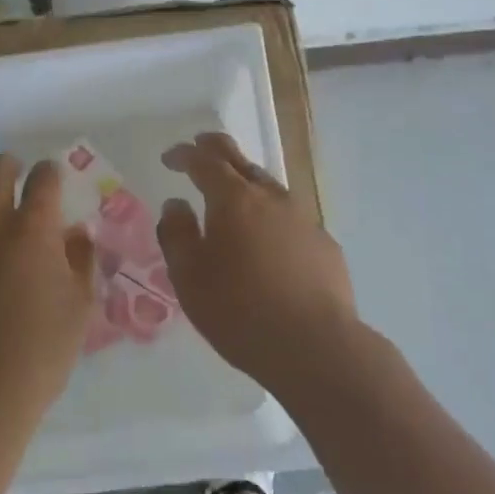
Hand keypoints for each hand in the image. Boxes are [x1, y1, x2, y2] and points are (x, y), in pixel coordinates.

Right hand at [157, 132, 357, 391]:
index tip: (170, 158)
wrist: (315, 346)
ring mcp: (303, 219)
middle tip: (200, 147)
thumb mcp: (189, 278)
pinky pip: (290, 218)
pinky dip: (270, 215)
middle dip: (216, 150)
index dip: (185, 154)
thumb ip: (177, 235)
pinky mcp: (324, 244)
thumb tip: (176, 205)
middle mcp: (271, 198)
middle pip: (241, 161)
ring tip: (232, 193)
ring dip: (246, 182)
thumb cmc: (240, 311)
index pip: (204, 162)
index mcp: (234, 200)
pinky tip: (268, 239)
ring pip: (269, 187)